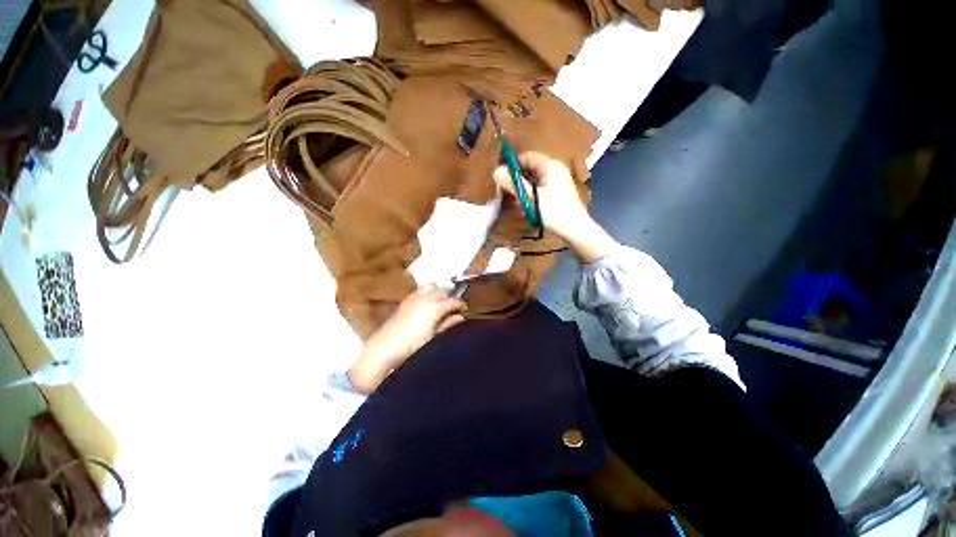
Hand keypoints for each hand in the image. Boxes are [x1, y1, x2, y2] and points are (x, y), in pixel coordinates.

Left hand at [348, 285, 465, 391]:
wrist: (384, 348)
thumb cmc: (413, 346)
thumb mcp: (434, 337)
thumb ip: (448, 325)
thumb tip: (460, 317)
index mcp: (435, 307)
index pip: (453, 301)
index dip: (460, 304)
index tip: (464, 309)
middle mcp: (426, 298)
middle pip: (442, 291)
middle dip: (449, 296)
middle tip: (453, 307)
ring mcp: (414, 297)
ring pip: (431, 287)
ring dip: (437, 291)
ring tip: (440, 301)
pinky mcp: (405, 300)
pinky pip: (420, 290)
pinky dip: (427, 292)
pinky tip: (426, 302)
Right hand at [492, 151, 617, 262]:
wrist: (575, 230)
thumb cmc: (554, 211)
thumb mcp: (531, 197)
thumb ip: (513, 184)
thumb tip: (496, 171)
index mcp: (551, 166)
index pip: (527, 157)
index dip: (513, 165)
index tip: (502, 177)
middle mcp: (556, 170)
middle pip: (530, 169)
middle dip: (518, 180)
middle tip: (509, 193)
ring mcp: (558, 182)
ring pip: (534, 181)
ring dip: (524, 191)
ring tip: (517, 204)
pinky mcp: (558, 193)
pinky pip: (540, 190)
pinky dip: (532, 196)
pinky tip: (527, 209)